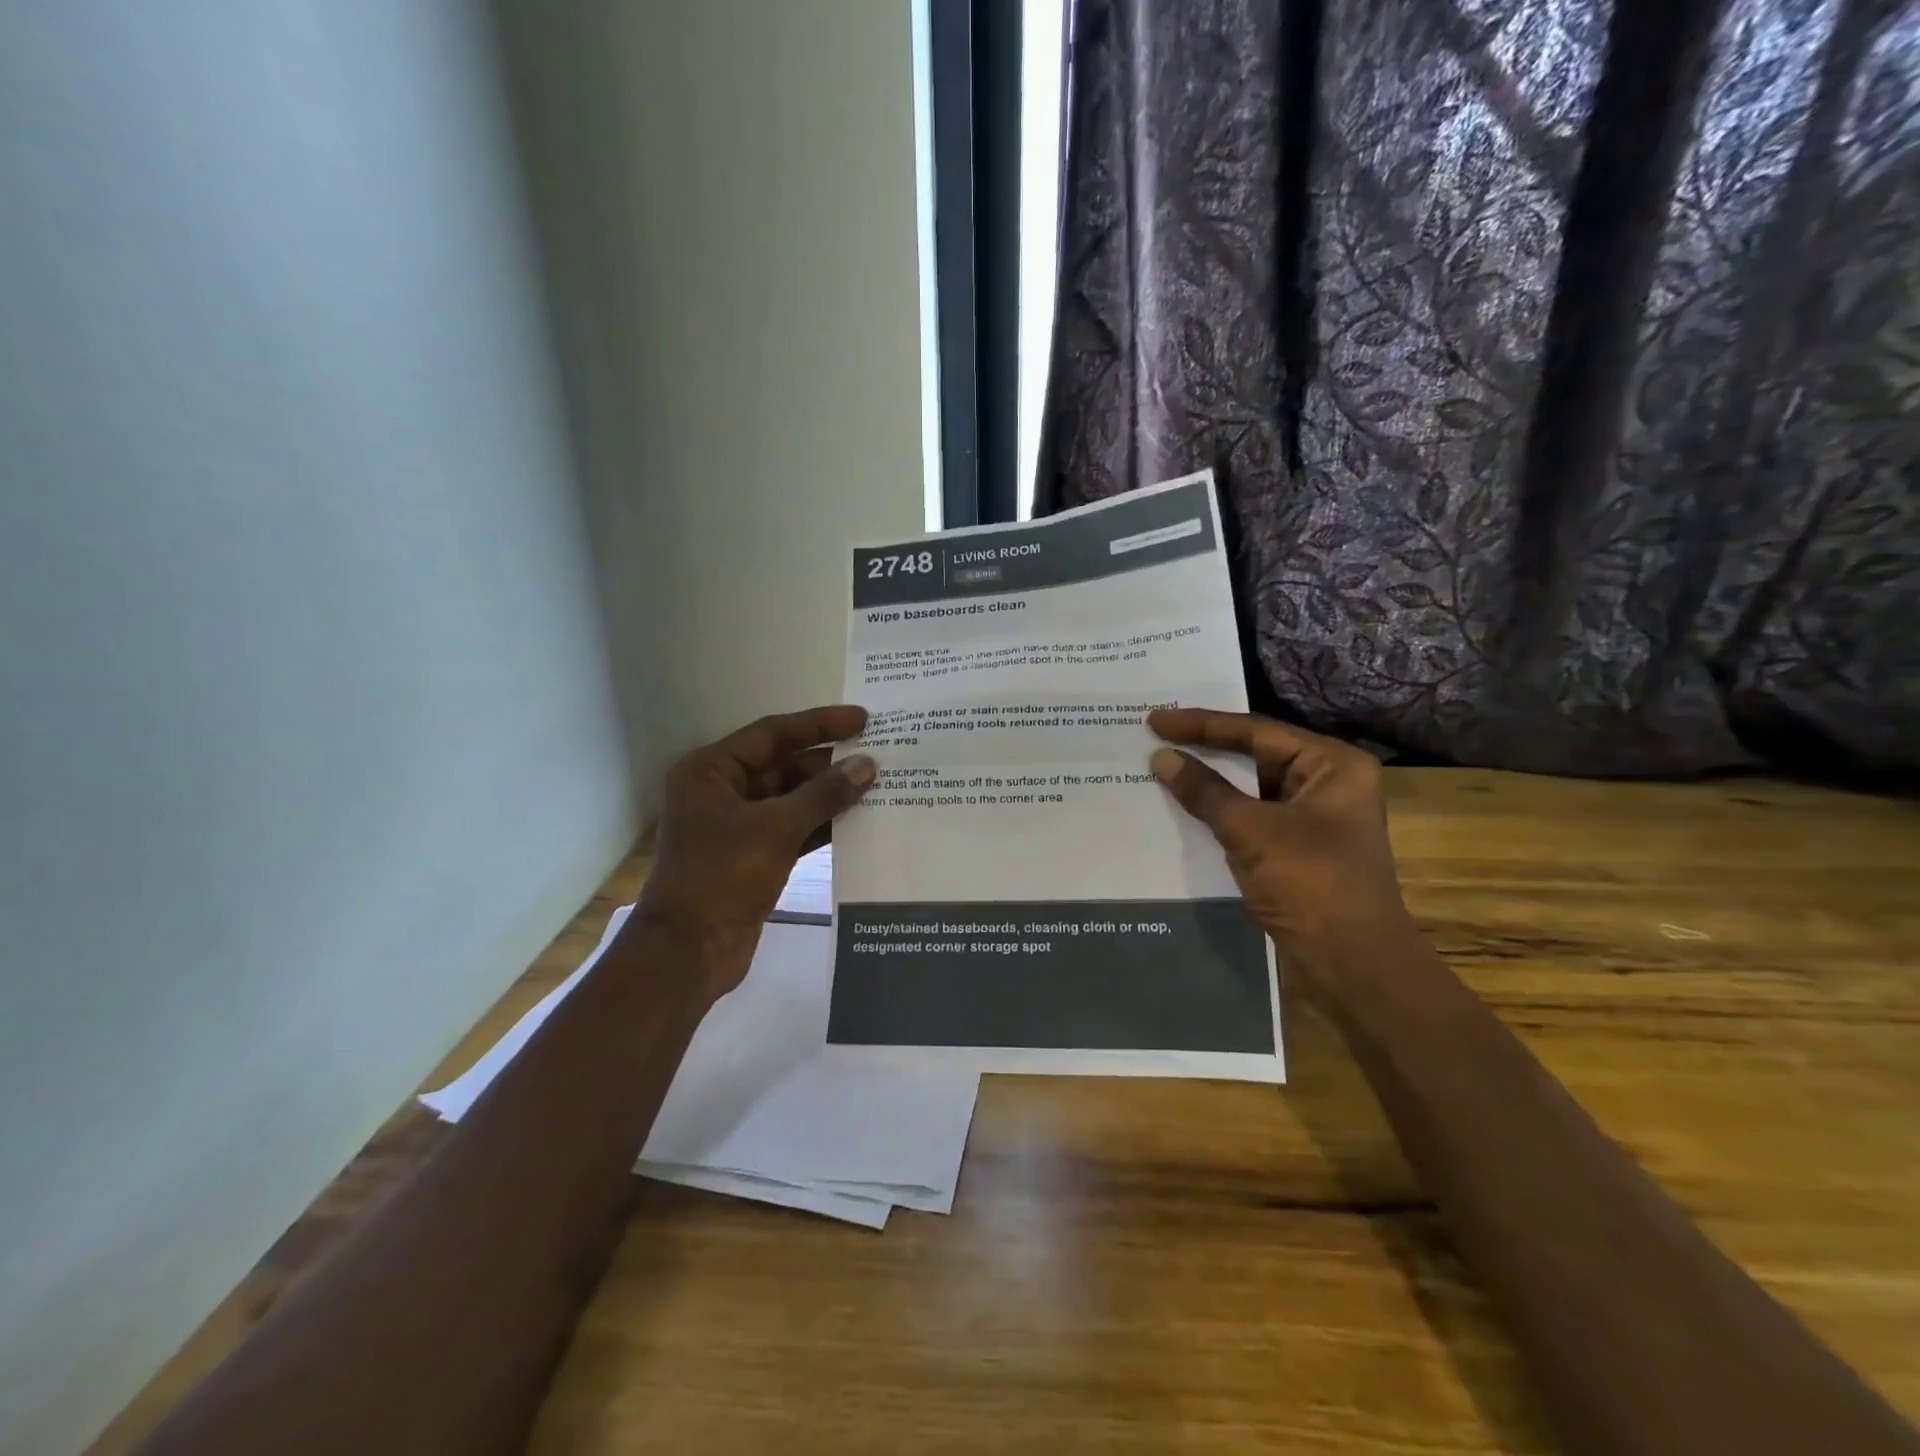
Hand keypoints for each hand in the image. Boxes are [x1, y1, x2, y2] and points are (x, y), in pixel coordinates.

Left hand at [638, 705, 875, 1001]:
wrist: (690, 953)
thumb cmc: (722, 877)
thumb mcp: (775, 828)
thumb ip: (824, 794)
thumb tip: (867, 765)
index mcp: (712, 771)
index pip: (773, 733)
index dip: (819, 724)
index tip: (862, 719)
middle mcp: (723, 791)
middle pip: (784, 765)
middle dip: (829, 763)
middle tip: (878, 754)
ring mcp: (738, 826)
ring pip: (792, 798)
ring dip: (830, 794)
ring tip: (878, 784)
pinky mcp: (754, 855)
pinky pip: (794, 828)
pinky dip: (823, 824)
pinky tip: (860, 819)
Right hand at [1147, 708, 1411, 988]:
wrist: (1351, 965)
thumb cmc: (1310, 883)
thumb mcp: (1251, 830)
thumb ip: (1204, 790)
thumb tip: (1161, 758)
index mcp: (1332, 764)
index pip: (1256, 731)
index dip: (1202, 724)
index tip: (1156, 720)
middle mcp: (1326, 783)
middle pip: (1255, 754)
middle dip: (1205, 748)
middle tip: (1156, 736)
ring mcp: (1312, 818)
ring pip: (1250, 788)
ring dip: (1209, 781)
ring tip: (1162, 765)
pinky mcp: (1296, 849)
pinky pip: (1250, 817)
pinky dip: (1218, 811)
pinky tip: (1183, 806)